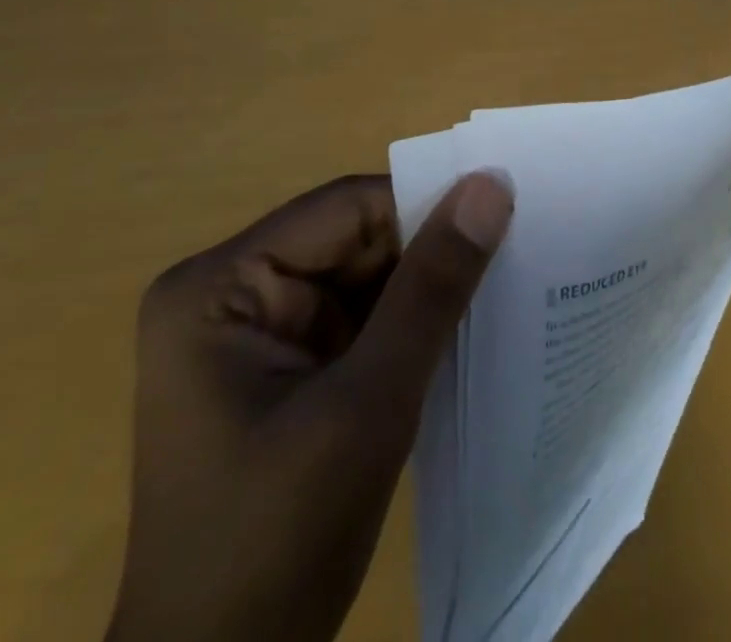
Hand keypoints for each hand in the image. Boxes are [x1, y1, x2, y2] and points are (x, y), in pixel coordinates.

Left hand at [105, 171, 513, 641]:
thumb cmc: (277, 545)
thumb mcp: (368, 405)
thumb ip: (431, 289)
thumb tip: (491, 186)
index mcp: (218, 286)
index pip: (344, 210)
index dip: (424, 208)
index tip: (502, 216)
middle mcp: (228, 293)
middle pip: (352, 240)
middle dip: (425, 252)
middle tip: (512, 251)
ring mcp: (253, 332)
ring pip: (362, 275)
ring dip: (422, 288)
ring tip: (499, 285)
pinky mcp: (282, 367)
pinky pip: (358, 316)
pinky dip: (407, 323)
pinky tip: (459, 329)